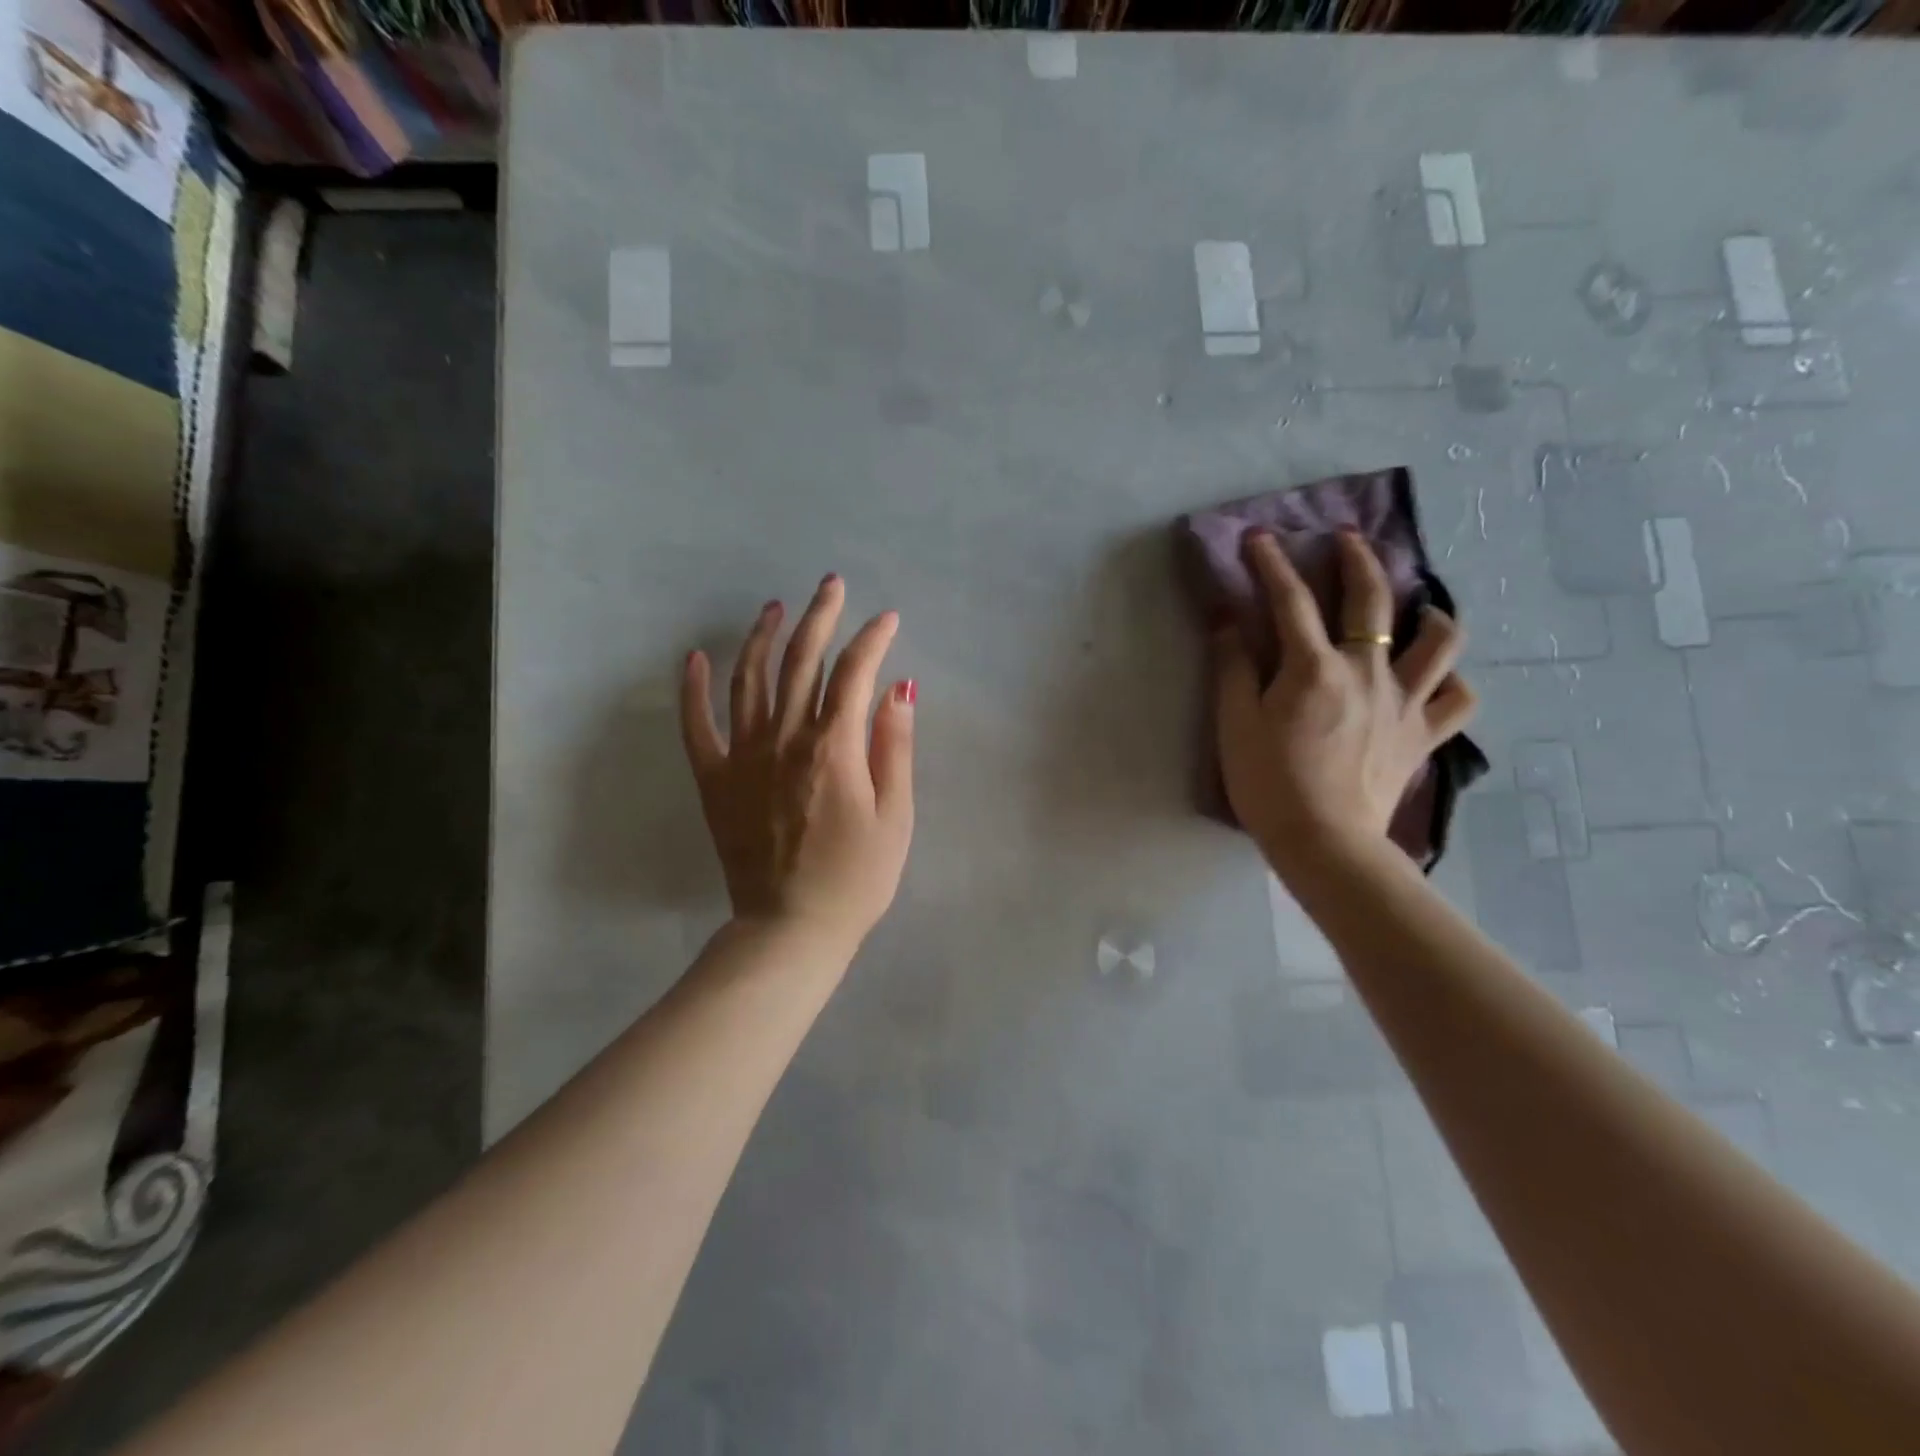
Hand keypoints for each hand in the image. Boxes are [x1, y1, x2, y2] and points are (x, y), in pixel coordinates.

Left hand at [680, 575, 915, 956]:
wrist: (790, 929)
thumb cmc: (856, 878)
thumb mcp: (896, 817)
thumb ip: (895, 748)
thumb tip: (899, 689)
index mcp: (834, 748)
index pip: (854, 674)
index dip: (873, 640)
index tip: (887, 620)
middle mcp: (785, 739)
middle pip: (800, 661)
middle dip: (820, 617)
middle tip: (831, 585)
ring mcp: (743, 756)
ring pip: (748, 679)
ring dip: (762, 636)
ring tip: (774, 608)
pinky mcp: (715, 780)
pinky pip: (696, 726)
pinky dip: (693, 689)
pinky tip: (695, 657)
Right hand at [1214, 529, 1476, 875]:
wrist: (1324, 842)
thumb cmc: (1268, 783)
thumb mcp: (1235, 723)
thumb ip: (1232, 666)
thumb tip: (1228, 618)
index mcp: (1314, 668)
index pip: (1290, 600)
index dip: (1272, 563)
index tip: (1259, 537)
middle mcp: (1368, 671)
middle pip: (1373, 599)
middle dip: (1358, 559)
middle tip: (1347, 539)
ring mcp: (1405, 702)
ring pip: (1440, 640)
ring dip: (1430, 612)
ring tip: (1418, 606)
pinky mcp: (1424, 735)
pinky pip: (1458, 699)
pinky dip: (1451, 680)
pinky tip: (1436, 676)